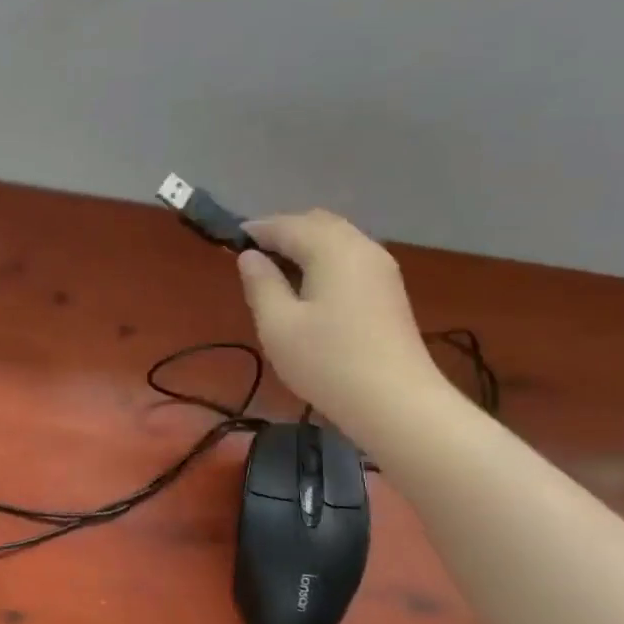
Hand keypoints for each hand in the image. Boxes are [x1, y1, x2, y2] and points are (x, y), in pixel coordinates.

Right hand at [237, 211, 451, 446]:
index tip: (229, 241)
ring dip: (305, 246)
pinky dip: (323, 260)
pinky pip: (349, 258)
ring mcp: (381, 268)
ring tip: (276, 274)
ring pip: (337, 239)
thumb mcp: (277, 325)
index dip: (257, 230)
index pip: (288, 225)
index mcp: (332, 249)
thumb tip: (249, 257)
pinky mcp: (388, 290)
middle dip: (283, 232)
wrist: (393, 401)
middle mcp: (361, 247)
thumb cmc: (327, 362)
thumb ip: (260, 284)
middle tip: (253, 257)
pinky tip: (307, 289)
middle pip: (318, 223)